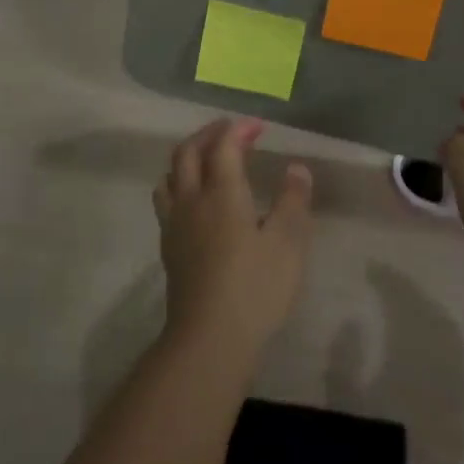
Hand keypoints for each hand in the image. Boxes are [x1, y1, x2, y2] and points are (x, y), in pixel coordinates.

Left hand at [153, 118, 312, 362]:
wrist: (208, 338)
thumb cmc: (254, 288)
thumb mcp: (288, 244)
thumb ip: (293, 201)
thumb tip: (297, 168)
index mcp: (221, 192)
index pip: (224, 145)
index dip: (239, 129)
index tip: (258, 126)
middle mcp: (192, 199)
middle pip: (187, 152)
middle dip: (208, 134)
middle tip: (231, 133)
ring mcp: (175, 223)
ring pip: (171, 175)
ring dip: (188, 157)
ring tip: (208, 160)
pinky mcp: (169, 247)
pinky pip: (167, 200)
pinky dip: (180, 184)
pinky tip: (195, 202)